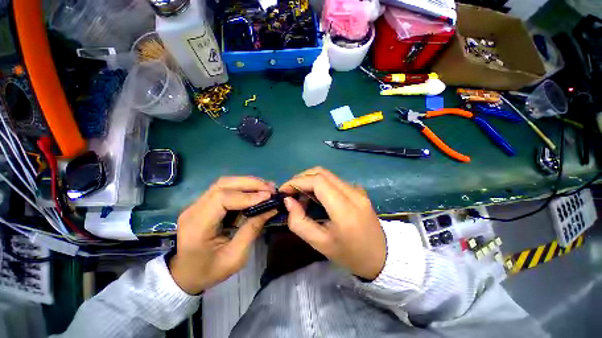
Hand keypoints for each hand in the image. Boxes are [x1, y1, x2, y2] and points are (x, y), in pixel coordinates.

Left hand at [170, 177, 276, 293]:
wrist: (186, 275)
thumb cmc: (210, 271)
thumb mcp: (235, 257)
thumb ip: (253, 229)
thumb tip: (272, 208)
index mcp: (197, 226)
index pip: (222, 199)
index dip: (247, 195)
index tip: (268, 196)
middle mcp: (194, 209)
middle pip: (223, 185)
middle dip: (250, 183)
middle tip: (271, 187)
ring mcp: (197, 204)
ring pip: (224, 183)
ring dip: (247, 183)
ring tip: (266, 187)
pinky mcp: (204, 203)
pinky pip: (225, 189)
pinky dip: (243, 188)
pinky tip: (256, 191)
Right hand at [280, 167, 385, 279]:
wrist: (382, 257)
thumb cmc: (350, 255)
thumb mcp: (320, 244)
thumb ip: (299, 222)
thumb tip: (288, 201)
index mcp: (345, 209)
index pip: (318, 181)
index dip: (297, 181)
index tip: (284, 191)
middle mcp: (353, 193)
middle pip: (322, 172)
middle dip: (301, 178)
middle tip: (291, 192)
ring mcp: (357, 190)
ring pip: (328, 175)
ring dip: (310, 180)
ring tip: (301, 196)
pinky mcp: (358, 190)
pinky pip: (334, 180)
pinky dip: (320, 184)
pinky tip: (315, 197)